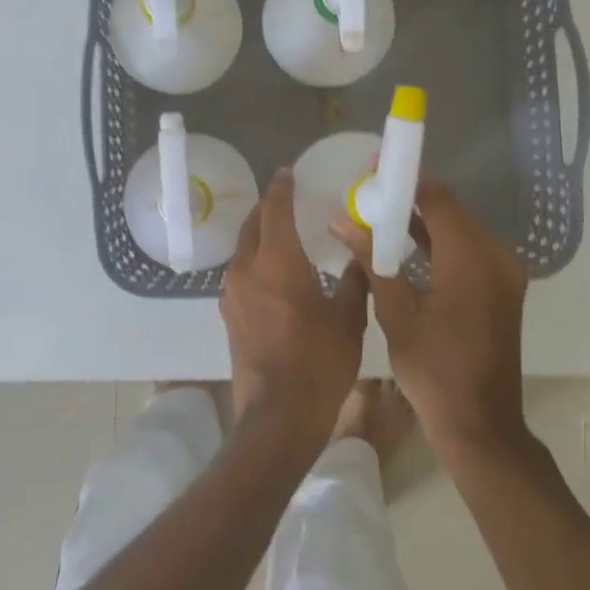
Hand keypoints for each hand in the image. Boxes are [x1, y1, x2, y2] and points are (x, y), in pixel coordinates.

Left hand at [222, 170, 369, 455]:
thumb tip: (361, 254)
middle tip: (288, 199)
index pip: (275, 209)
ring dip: (260, 234)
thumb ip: (355, 280)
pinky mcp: (228, 315)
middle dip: (268, 208)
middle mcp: (247, 269)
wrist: (278, 417)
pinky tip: (274, 271)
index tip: (288, 173)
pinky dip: (256, 260)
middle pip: (252, 225)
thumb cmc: (319, 363)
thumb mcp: (348, 319)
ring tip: (283, 233)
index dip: (282, 188)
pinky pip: (241, 273)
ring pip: (243, 249)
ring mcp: (232, 293)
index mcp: (277, 261)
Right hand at [331, 180, 528, 455]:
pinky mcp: (504, 289)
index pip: (438, 198)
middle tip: (371, 196)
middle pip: (452, 211)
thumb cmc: (433, 369)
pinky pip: (470, 251)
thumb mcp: (395, 312)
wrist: (480, 422)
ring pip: (461, 231)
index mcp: (471, 258)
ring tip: (381, 218)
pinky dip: (441, 245)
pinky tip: (409, 249)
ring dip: (425, 223)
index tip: (374, 170)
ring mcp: (505, 273)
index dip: (406, 180)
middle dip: (412, 200)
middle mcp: (496, 256)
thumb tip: (341, 220)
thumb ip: (372, 259)